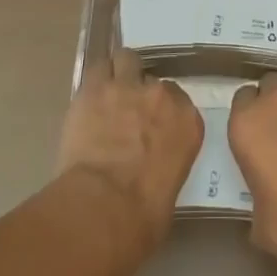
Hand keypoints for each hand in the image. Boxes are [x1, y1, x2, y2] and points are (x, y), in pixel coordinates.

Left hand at [57, 46, 203, 255]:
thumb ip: (167, 162)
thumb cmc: (143, 216)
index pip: (178, 100)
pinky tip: (88, 94)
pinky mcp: (95, 88)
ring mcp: (127, 86)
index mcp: (188, 121)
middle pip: (152, 79)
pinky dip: (95, 78)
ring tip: (108, 93)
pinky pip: (97, 68)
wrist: (105, 207)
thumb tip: (153, 167)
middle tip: (127, 113)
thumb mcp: (171, 189)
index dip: (161, 110)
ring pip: (126, 59)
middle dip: (140, 92)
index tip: (151, 123)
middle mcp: (162, 96)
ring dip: (119, 73)